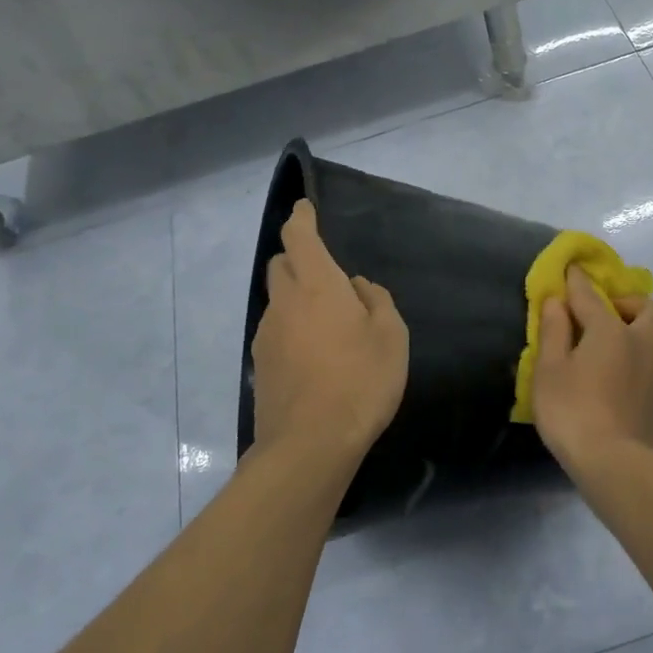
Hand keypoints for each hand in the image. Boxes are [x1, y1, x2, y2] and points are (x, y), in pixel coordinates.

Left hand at [251, 199, 408, 461]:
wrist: (310, 444)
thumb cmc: (361, 380)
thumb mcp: (391, 336)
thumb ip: (377, 302)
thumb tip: (358, 288)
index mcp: (317, 285)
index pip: (299, 237)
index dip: (301, 218)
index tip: (304, 208)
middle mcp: (285, 302)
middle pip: (281, 265)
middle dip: (298, 257)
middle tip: (326, 273)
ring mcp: (267, 335)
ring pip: (278, 300)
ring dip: (296, 298)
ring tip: (327, 323)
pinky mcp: (261, 365)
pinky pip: (276, 331)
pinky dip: (292, 328)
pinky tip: (314, 354)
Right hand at [532, 266, 652, 472]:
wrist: (616, 464)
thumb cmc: (573, 413)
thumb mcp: (549, 371)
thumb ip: (554, 332)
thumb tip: (556, 301)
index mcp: (610, 331)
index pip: (591, 296)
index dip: (578, 281)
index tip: (572, 269)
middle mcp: (642, 343)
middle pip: (651, 308)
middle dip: (631, 304)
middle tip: (610, 316)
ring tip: (633, 346)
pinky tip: (640, 377)